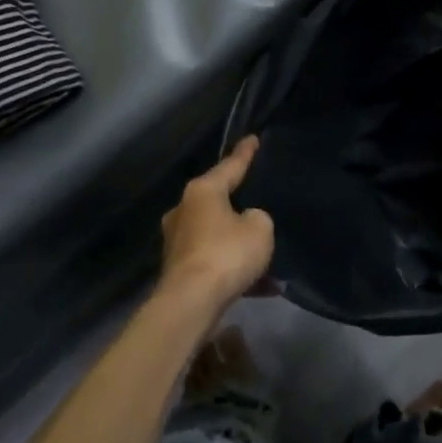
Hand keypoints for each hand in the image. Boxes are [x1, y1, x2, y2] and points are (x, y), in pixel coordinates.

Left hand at [159, 136, 274, 309]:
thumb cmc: (226, 254)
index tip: (252, 139)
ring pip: (216, 234)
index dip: (244, 154)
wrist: (191, 303)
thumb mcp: (260, 229)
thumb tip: (246, 223)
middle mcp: (184, 210)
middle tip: (257, 202)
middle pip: (217, 201)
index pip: (229, 166)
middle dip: (237, 204)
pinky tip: (261, 287)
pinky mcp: (178, 269)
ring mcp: (177, 241)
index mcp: (202, 191)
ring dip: (237, 244)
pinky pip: (213, 261)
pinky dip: (233, 269)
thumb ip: (258, 219)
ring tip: (264, 256)